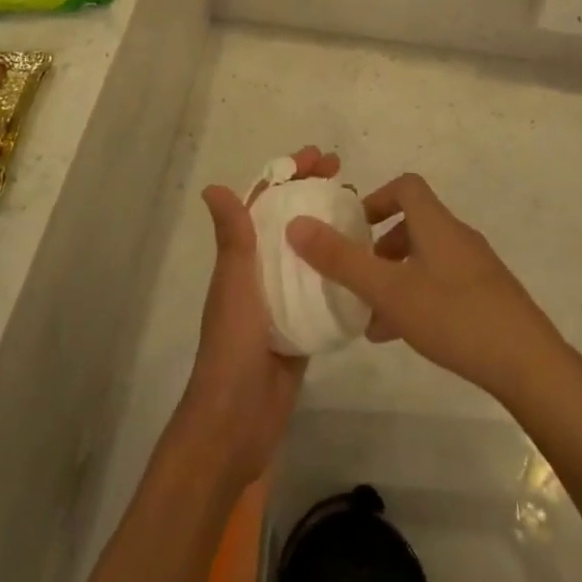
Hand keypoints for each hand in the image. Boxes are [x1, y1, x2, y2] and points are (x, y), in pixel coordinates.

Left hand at [178, 145, 339, 486]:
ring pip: (310, 255)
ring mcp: (283, 302)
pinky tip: (368, 265)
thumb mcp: (234, 286)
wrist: (236, 424)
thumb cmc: (232, 347)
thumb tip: (213, 186)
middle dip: (314, 196)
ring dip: (330, 230)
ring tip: (364, 213)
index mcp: (242, 259)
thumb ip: (232, 239)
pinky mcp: (301, 329)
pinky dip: (341, 274)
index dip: (288, 176)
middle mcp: (261, 273)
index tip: (318, 157)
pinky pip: (323, 293)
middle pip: (291, 222)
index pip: (265, 203)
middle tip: (349, 179)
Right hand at [286, 172, 566, 406]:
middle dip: (380, 247)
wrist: (531, 365)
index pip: (406, 186)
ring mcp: (477, 268)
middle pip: (414, 224)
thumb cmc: (454, 317)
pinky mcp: (489, 298)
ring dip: (397, 278)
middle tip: (357, 276)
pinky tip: (404, 336)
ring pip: (426, 259)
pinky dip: (418, 297)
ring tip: (372, 317)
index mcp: (436, 224)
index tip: (354, 227)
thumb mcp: (389, 291)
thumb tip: (296, 225)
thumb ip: (341, 260)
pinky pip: (443, 284)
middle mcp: (458, 237)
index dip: (377, 198)